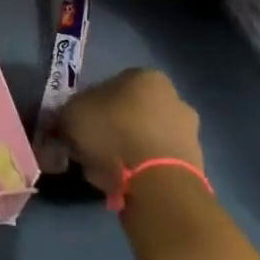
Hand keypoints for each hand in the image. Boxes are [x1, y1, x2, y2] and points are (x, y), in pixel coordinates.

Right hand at [54, 67, 202, 200]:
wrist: (158, 182)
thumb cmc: (112, 133)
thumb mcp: (70, 115)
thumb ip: (64, 114)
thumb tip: (63, 121)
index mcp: (145, 77)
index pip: (110, 84)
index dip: (89, 105)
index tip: (78, 125)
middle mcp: (174, 97)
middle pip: (131, 110)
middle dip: (112, 126)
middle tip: (89, 146)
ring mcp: (190, 131)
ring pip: (145, 135)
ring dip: (127, 148)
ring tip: (105, 168)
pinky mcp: (196, 162)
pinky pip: (158, 159)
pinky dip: (142, 167)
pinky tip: (124, 180)